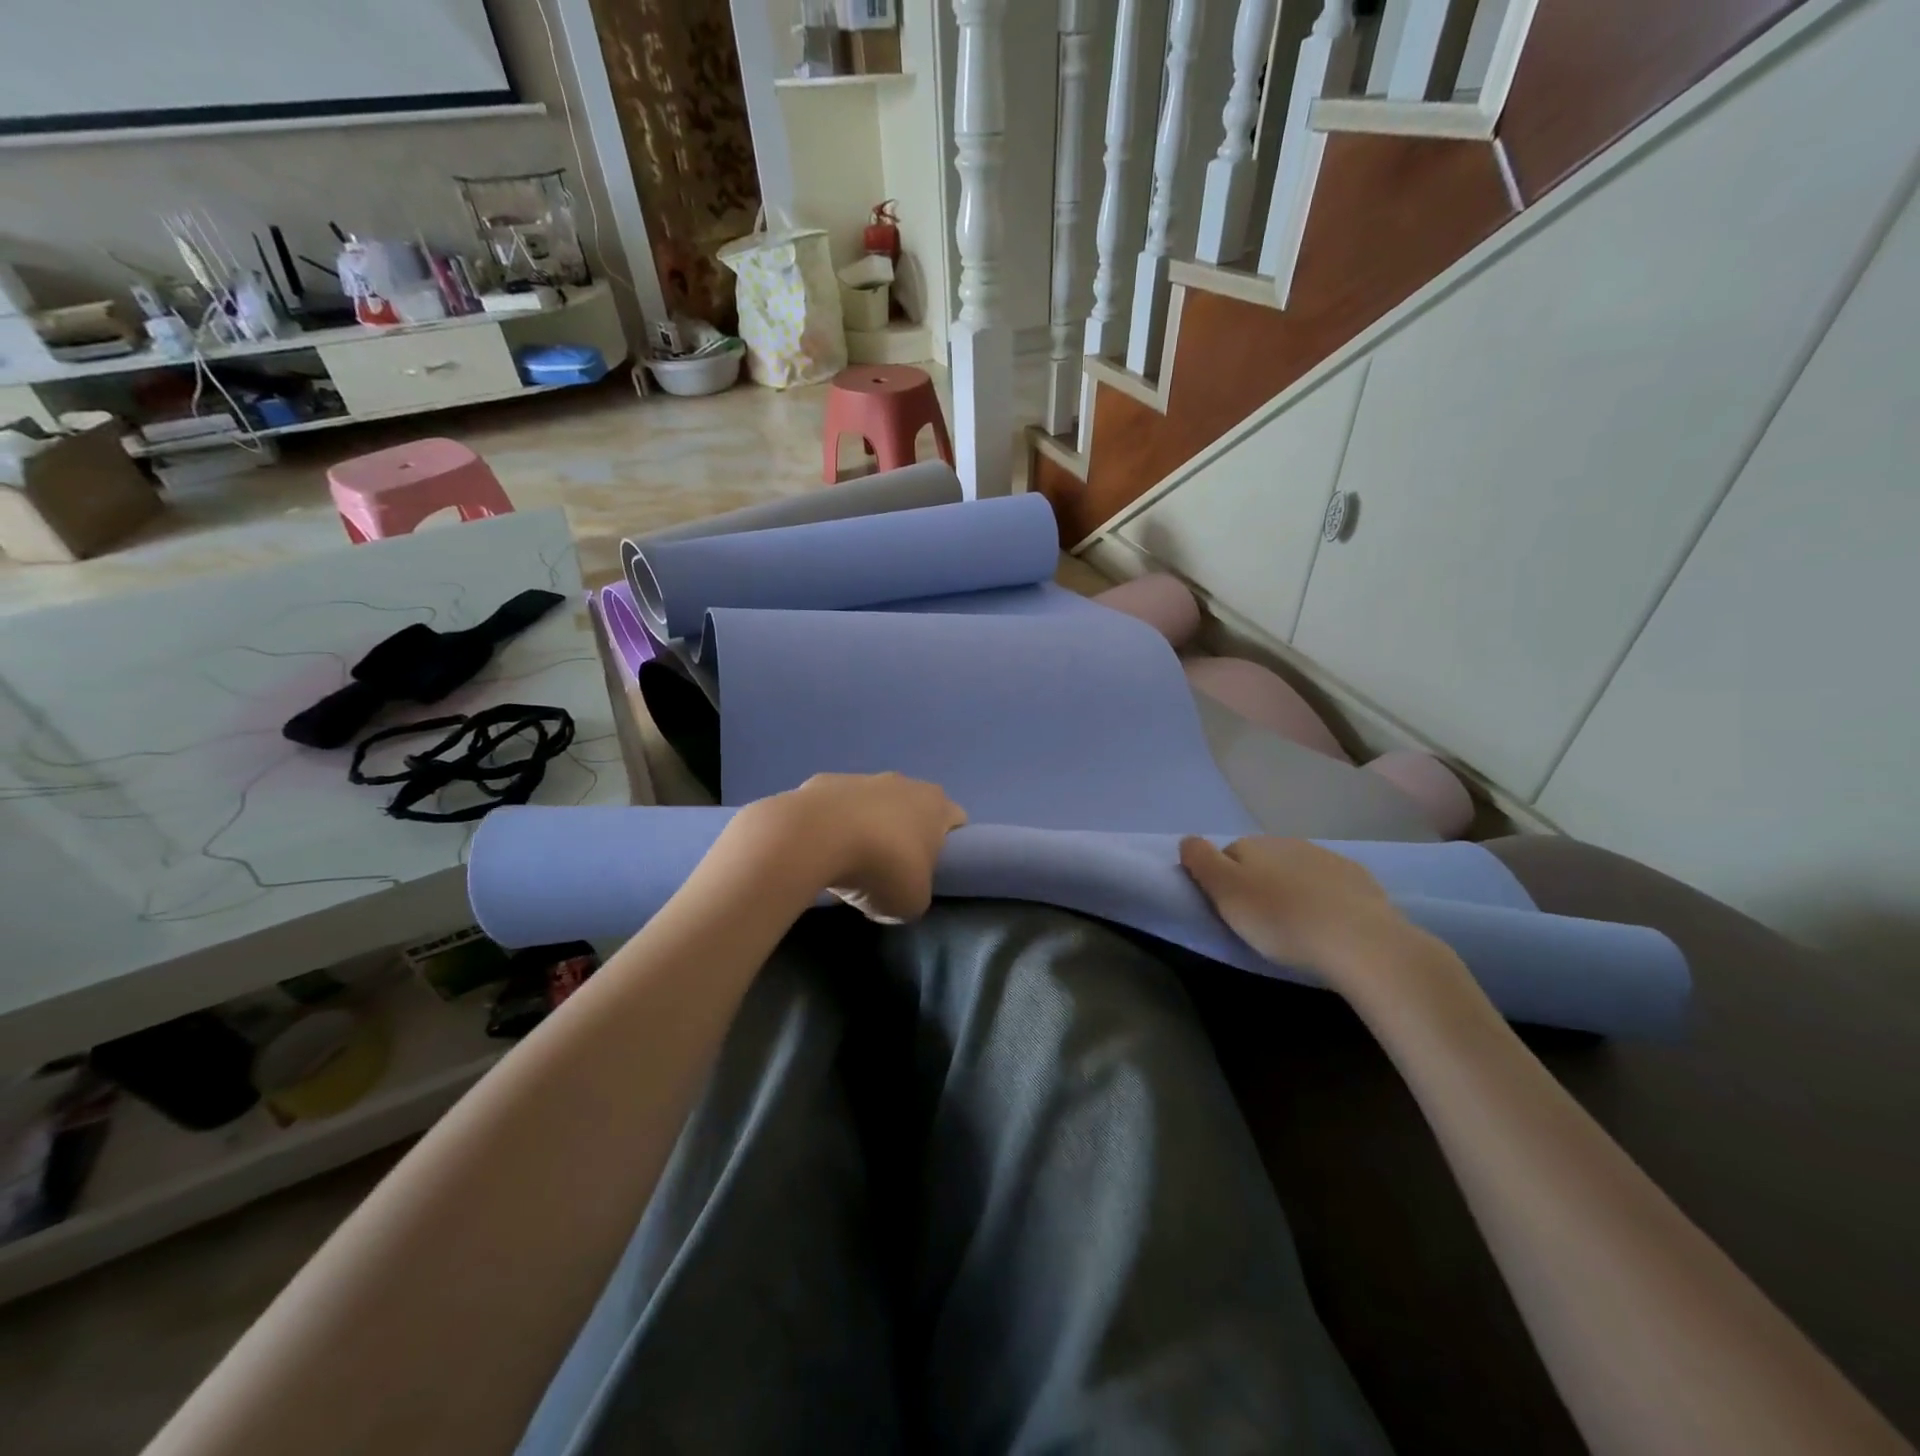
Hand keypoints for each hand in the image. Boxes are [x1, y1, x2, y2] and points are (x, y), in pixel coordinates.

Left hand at [739, 773, 967, 923]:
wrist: (815, 838)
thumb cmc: (881, 869)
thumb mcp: (912, 902)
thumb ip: (916, 893)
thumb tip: (899, 889)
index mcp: (935, 805)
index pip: (954, 820)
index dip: (947, 846)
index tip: (930, 871)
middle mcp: (902, 783)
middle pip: (911, 810)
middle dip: (903, 837)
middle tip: (888, 871)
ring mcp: (861, 778)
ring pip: (871, 806)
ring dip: (865, 830)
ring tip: (846, 865)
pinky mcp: (823, 782)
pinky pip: (834, 808)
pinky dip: (830, 826)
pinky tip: (819, 851)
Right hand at [1179, 836, 1418, 984]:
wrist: (1358, 940)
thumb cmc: (1279, 919)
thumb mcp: (1225, 892)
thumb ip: (1200, 861)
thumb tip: (1188, 840)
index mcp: (1252, 844)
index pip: (1226, 856)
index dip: (1224, 883)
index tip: (1230, 912)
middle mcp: (1288, 842)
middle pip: (1262, 862)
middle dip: (1259, 884)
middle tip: (1261, 923)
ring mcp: (1327, 858)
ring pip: (1297, 871)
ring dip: (1292, 890)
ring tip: (1296, 927)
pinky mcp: (1360, 880)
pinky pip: (1331, 885)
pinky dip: (1324, 899)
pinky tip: (1328, 925)